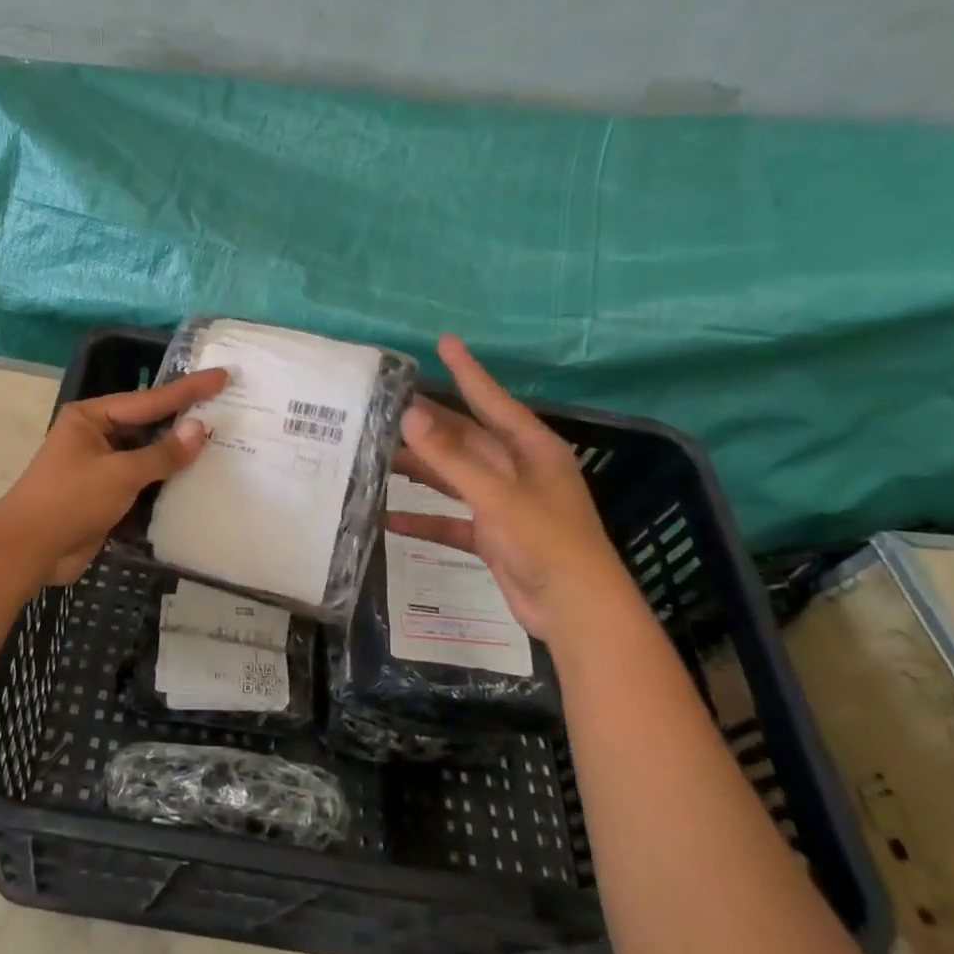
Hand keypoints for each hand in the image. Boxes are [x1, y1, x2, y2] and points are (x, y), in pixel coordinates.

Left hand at [0, 368, 229, 583]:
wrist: (28, 551)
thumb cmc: (69, 500)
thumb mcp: (119, 474)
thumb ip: (162, 453)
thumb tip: (199, 430)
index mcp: (91, 417)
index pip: (149, 400)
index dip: (188, 390)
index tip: (222, 376)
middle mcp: (95, 436)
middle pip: (148, 425)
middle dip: (184, 421)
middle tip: (227, 409)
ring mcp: (100, 467)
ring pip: (147, 455)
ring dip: (177, 455)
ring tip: (221, 443)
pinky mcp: (105, 496)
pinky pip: (142, 482)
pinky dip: (165, 482)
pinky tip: (196, 480)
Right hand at [387, 335, 643, 643]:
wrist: (577, 611)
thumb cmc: (547, 542)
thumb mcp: (497, 496)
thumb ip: (451, 457)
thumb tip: (409, 415)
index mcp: (532, 449)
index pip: (492, 400)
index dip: (468, 371)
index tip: (444, 342)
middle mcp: (518, 470)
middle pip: (465, 438)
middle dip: (428, 425)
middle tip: (386, 406)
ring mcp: (504, 503)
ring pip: (454, 476)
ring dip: (420, 469)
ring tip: (376, 455)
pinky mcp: (493, 535)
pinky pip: (450, 519)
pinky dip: (423, 518)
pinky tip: (389, 518)